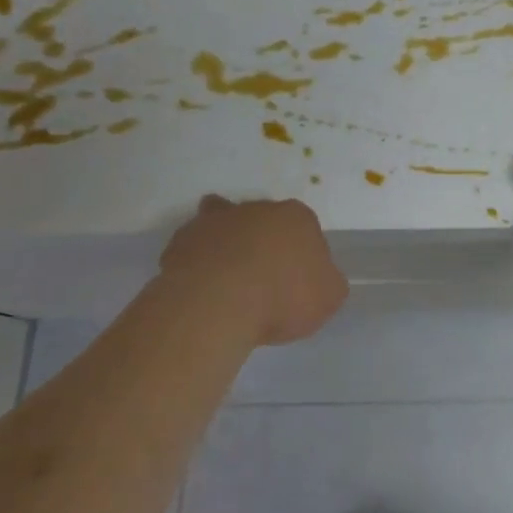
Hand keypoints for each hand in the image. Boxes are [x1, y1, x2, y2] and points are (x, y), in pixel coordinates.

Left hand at [159, 195, 347, 345]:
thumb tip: (320, 277)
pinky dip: (197, 259)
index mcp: (298, 217)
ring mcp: (217, 221)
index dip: (302, 254)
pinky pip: (194, 246)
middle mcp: (258, 209)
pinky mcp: (183, 239)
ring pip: (224, 224)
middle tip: (263, 279)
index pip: (305, 228)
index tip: (297, 281)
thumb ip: (328, 281)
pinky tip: (200, 285)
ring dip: (227, 242)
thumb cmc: (284, 297)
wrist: (219, 303)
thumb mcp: (330, 297)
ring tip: (226, 277)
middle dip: (263, 242)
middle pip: (264, 222)